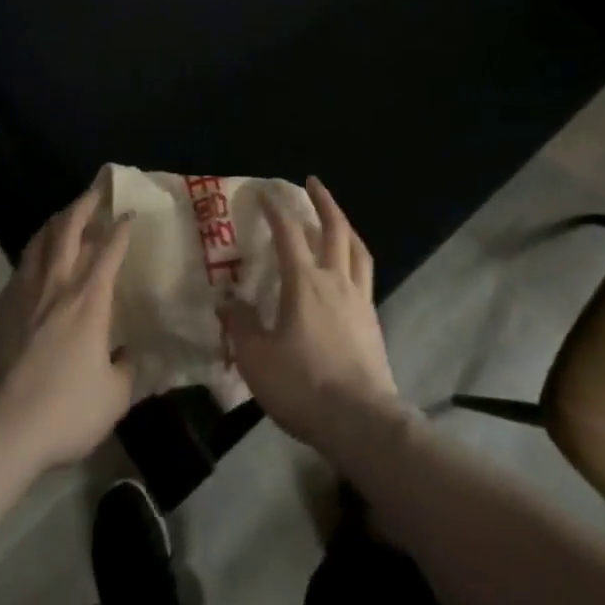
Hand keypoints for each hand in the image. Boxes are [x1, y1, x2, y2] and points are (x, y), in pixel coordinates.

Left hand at [0, 188, 135, 473]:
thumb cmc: (63, 411)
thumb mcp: (113, 398)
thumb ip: (126, 370)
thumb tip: (129, 355)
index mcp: (90, 299)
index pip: (110, 248)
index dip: (122, 227)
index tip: (130, 213)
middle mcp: (58, 284)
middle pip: (69, 228)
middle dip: (85, 204)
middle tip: (96, 191)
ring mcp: (26, 293)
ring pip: (41, 240)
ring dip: (56, 221)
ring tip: (66, 215)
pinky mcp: (2, 308)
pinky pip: (22, 265)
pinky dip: (34, 251)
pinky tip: (36, 259)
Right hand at [222, 177, 405, 457]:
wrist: (360, 422)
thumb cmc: (303, 385)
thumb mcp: (257, 359)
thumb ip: (242, 326)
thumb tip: (231, 302)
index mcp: (305, 282)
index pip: (288, 233)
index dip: (276, 209)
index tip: (265, 192)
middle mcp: (335, 280)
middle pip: (334, 229)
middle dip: (323, 201)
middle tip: (313, 182)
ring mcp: (359, 300)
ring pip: (357, 249)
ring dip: (346, 225)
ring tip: (337, 217)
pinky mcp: (373, 322)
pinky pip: (365, 276)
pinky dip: (355, 259)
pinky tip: (349, 270)